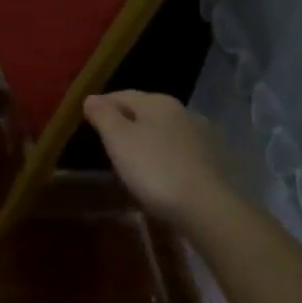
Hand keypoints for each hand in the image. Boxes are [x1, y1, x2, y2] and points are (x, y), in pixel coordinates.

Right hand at [83, 90, 235, 235]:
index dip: (102, 105)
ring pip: (165, 131)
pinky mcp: (214, 161)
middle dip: (126, 122)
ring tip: (132, 159)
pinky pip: (180, 151)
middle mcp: (183, 111)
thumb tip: (91, 98)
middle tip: (107, 140)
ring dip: (148, 139)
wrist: (207, 208)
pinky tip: (160, 173)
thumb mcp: (118, 140)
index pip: (122, 95)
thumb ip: (103, 115)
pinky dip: (165, 156)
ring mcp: (202, 136)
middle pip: (146, 111)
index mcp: (158, 102)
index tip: (87, 118)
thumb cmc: (154, 168)